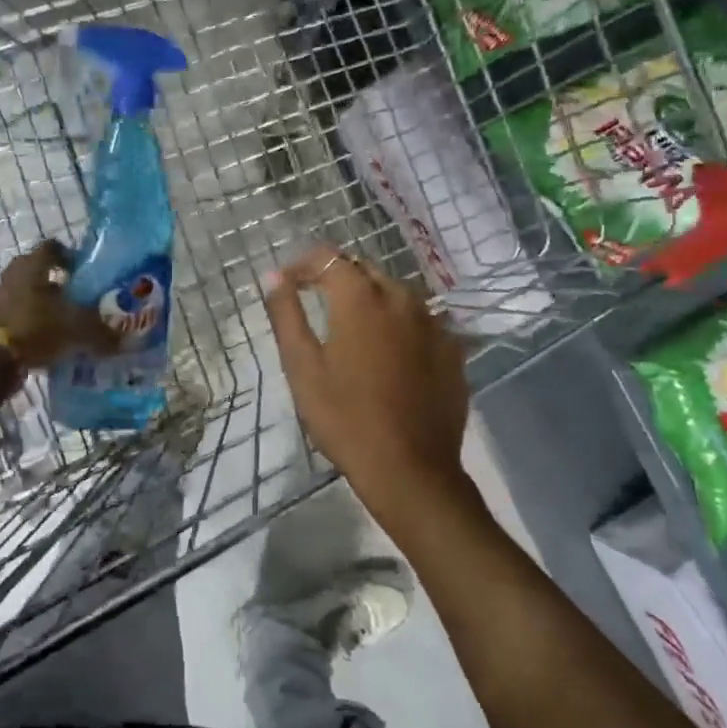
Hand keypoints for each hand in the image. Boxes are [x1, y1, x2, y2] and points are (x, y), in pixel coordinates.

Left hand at [0, 240, 118, 369]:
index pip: (51, 248)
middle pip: (35, 273)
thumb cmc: (35, 328)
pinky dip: (28, 330)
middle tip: (77, 298)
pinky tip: (45, 345)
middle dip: (56, 284)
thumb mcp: (78, 330)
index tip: (85, 270)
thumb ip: (103, 334)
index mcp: (32, 267)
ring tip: (62, 324)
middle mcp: (11, 278)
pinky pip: (14, 322)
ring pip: (23, 298)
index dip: (69, 255)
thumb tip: (131, 341)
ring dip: (40, 307)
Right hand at [264, 246, 470, 526]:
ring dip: (369, 298)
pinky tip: (388, 352)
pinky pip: (420, 320)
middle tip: (313, 301)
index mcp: (361, 298)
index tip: (286, 284)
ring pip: (395, 293)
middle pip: (364, 270)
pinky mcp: (452, 349)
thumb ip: (286, 314)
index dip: (303, 264)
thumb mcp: (302, 367)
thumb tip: (274, 276)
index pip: (328, 257)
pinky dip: (399, 323)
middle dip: (336, 277)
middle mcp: (402, 298)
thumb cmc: (345, 418)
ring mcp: (434, 323)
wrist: (410, 469)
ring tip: (350, 327)